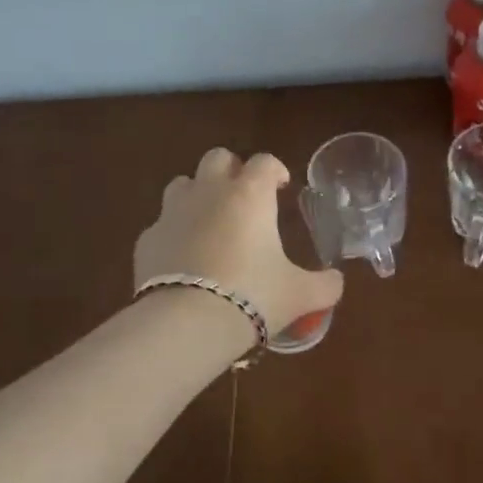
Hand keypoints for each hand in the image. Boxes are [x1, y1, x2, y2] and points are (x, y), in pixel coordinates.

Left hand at [136, 149, 343, 337]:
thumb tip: (336, 282)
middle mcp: (210, 193)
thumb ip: (325, 285)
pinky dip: (175, 233)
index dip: (275, 170)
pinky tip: (185, 258)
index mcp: (250, 195)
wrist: (186, 324)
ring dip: (198, 194)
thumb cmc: (253, 296)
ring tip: (211, 222)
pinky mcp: (147, 240)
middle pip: (217, 158)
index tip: (281, 187)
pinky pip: (162, 224)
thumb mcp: (301, 295)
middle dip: (232, 170)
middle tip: (245, 197)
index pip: (264, 161)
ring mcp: (172, 213)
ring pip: (183, 184)